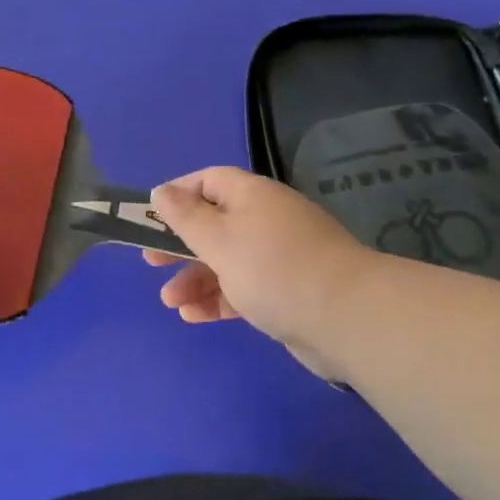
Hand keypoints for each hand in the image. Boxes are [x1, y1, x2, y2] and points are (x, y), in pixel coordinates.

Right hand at [145, 167, 371, 378]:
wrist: (348, 319)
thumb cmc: (272, 268)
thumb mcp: (218, 239)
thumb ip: (185, 216)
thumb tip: (161, 191)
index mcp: (251, 195)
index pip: (209, 180)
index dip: (178, 195)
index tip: (151, 218)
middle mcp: (266, 219)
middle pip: (214, 223)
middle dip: (180, 244)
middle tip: (152, 262)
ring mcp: (280, 256)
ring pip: (227, 260)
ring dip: (195, 278)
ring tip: (170, 302)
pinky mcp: (288, 291)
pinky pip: (244, 287)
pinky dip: (219, 298)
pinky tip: (195, 317)